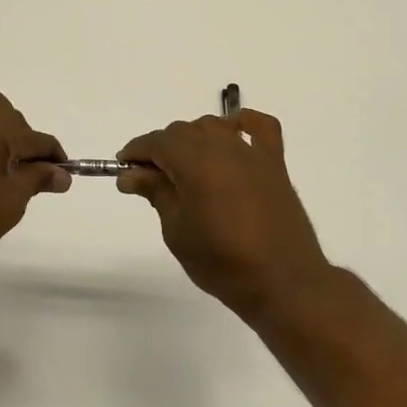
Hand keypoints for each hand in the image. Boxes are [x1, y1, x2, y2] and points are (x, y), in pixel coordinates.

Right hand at [117, 110, 332, 321]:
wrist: (283, 283)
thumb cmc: (222, 262)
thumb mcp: (177, 231)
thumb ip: (156, 193)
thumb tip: (131, 174)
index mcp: (195, 162)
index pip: (157, 142)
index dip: (136, 152)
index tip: (123, 169)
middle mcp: (223, 147)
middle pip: (183, 131)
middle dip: (162, 148)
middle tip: (149, 179)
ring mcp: (252, 153)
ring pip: (214, 126)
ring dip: (194, 138)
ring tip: (185, 167)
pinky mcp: (275, 164)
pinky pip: (260, 128)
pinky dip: (243, 123)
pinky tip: (232, 133)